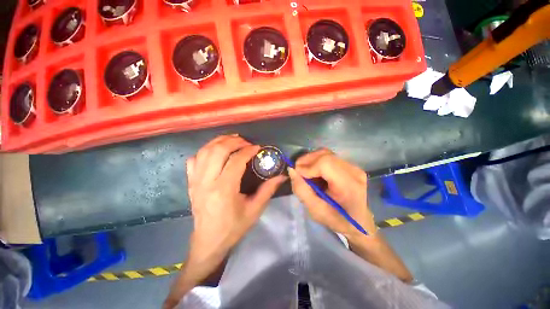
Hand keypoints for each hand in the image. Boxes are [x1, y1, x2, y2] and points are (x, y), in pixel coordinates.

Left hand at [164, 135, 284, 307]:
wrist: (208, 241)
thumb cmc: (233, 227)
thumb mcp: (254, 210)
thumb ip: (268, 190)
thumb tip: (281, 176)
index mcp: (224, 190)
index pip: (235, 161)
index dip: (247, 150)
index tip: (257, 147)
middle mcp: (206, 182)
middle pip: (218, 151)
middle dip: (233, 141)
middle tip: (246, 142)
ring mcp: (195, 181)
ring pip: (204, 151)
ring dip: (219, 142)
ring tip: (232, 140)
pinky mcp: (190, 183)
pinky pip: (194, 160)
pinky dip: (205, 151)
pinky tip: (215, 152)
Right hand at [288, 149, 376, 240]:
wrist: (358, 221)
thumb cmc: (337, 219)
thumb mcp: (315, 210)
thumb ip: (301, 190)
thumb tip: (291, 170)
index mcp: (349, 186)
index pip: (325, 164)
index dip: (308, 166)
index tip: (297, 174)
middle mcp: (354, 171)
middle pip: (325, 155)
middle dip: (307, 161)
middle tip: (297, 171)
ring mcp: (353, 166)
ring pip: (326, 153)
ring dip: (311, 160)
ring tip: (304, 171)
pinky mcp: (349, 165)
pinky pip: (328, 157)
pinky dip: (316, 161)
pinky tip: (313, 171)